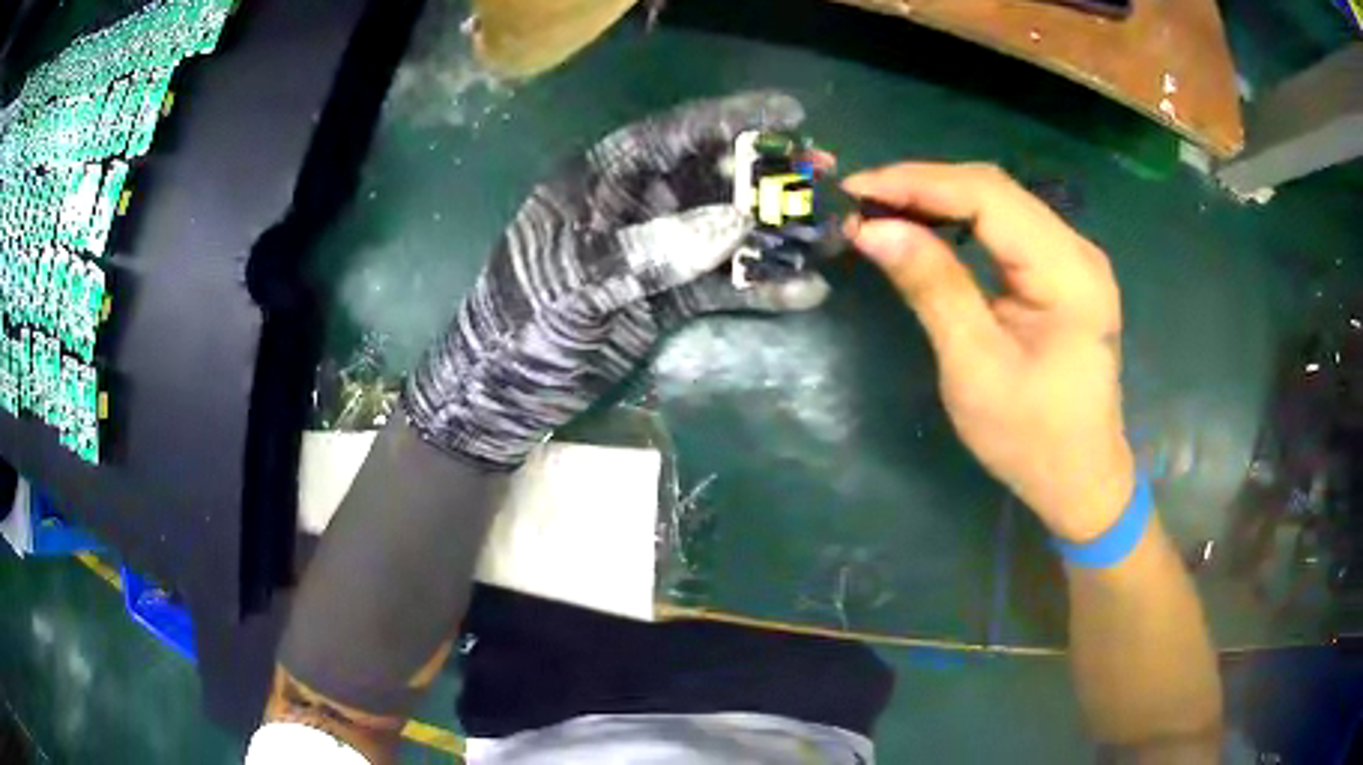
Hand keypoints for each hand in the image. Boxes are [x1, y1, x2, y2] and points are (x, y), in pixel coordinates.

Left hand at [403, 92, 829, 467]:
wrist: (506, 391)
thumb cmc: (522, 323)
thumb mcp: (574, 280)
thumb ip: (649, 250)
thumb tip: (735, 225)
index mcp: (600, 181)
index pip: (673, 135)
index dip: (731, 120)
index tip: (790, 115)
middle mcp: (634, 207)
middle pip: (712, 179)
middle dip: (769, 177)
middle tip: (825, 176)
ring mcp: (655, 253)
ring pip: (727, 232)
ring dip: (778, 234)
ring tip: (834, 236)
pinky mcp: (667, 298)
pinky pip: (723, 284)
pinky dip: (763, 287)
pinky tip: (806, 290)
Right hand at [843, 163, 1132, 542]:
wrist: (1080, 478)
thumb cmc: (1030, 437)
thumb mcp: (975, 368)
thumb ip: (932, 288)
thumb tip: (873, 229)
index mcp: (1068, 273)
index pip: (988, 196)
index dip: (918, 183)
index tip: (856, 190)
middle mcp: (1078, 250)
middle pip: (995, 189)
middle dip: (923, 185)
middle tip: (861, 199)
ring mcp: (1074, 257)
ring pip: (999, 201)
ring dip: (938, 197)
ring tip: (883, 208)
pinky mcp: (1063, 270)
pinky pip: (1006, 225)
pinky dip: (960, 217)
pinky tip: (927, 225)